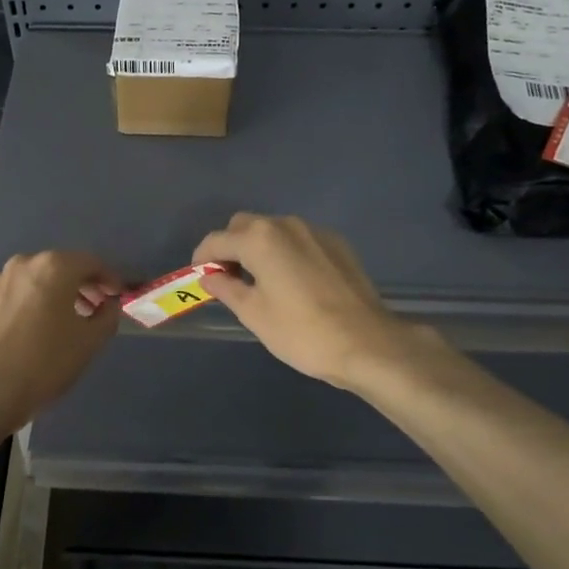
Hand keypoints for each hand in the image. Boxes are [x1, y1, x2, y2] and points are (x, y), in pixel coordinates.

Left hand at [0, 252, 122, 433]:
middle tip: (99, 308)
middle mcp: (25, 263)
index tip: (119, 296)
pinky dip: (36, 302)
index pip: (91, 262)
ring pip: (39, 280)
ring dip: (59, 294)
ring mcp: (0, 280)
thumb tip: (109, 304)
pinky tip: (40, 328)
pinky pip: (20, 293)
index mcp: (54, 266)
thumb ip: (108, 316)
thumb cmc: (43, 363)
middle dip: (84, 285)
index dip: (110, 279)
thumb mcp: (89, 343)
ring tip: (71, 320)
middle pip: (63, 267)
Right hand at [193, 214, 426, 388]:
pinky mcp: (337, 244)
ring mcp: (315, 231)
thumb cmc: (302, 332)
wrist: (367, 343)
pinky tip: (294, 283)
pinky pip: (299, 240)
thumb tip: (209, 277)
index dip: (202, 259)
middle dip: (230, 247)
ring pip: (273, 230)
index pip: (216, 240)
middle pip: (244, 226)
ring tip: (262, 282)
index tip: (200, 280)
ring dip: (259, 248)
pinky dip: (286, 252)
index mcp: (259, 239)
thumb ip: (226, 288)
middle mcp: (286, 224)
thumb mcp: (254, 314)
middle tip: (229, 280)